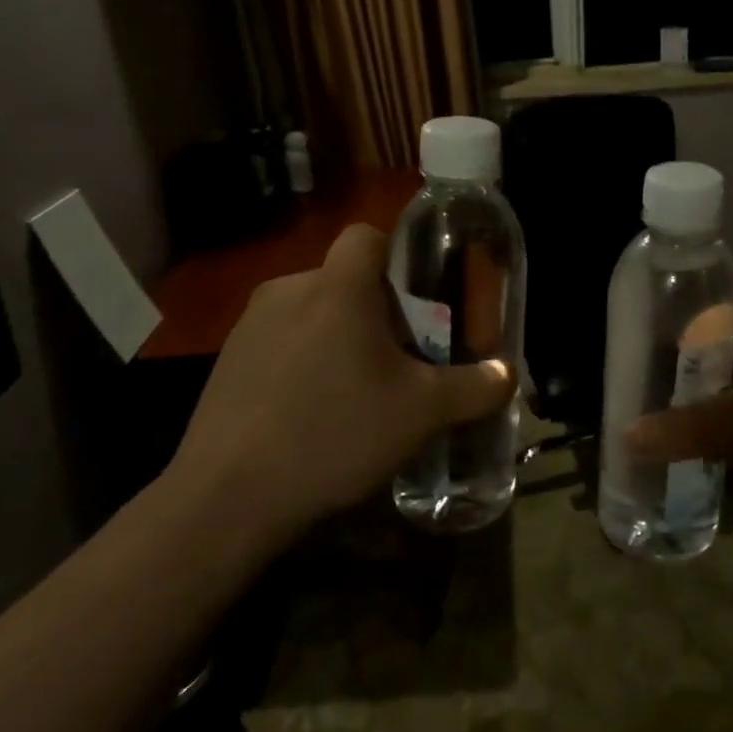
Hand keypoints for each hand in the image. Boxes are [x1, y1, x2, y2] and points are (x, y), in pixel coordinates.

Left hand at [165, 224, 514, 532]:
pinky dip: (301, 362)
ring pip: (311, 312)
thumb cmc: (336, 433)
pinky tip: (308, 414)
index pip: (367, 235)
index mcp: (338, 287)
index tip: (417, 301)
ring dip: (337, 337)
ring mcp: (249, 325)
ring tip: (353, 392)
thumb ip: (474, 387)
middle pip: (343, 280)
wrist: (228, 496)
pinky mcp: (226, 360)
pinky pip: (279, 342)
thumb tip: (506, 373)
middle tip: (397, 360)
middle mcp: (289, 290)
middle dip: (375, 311)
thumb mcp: (421, 413)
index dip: (397, 257)